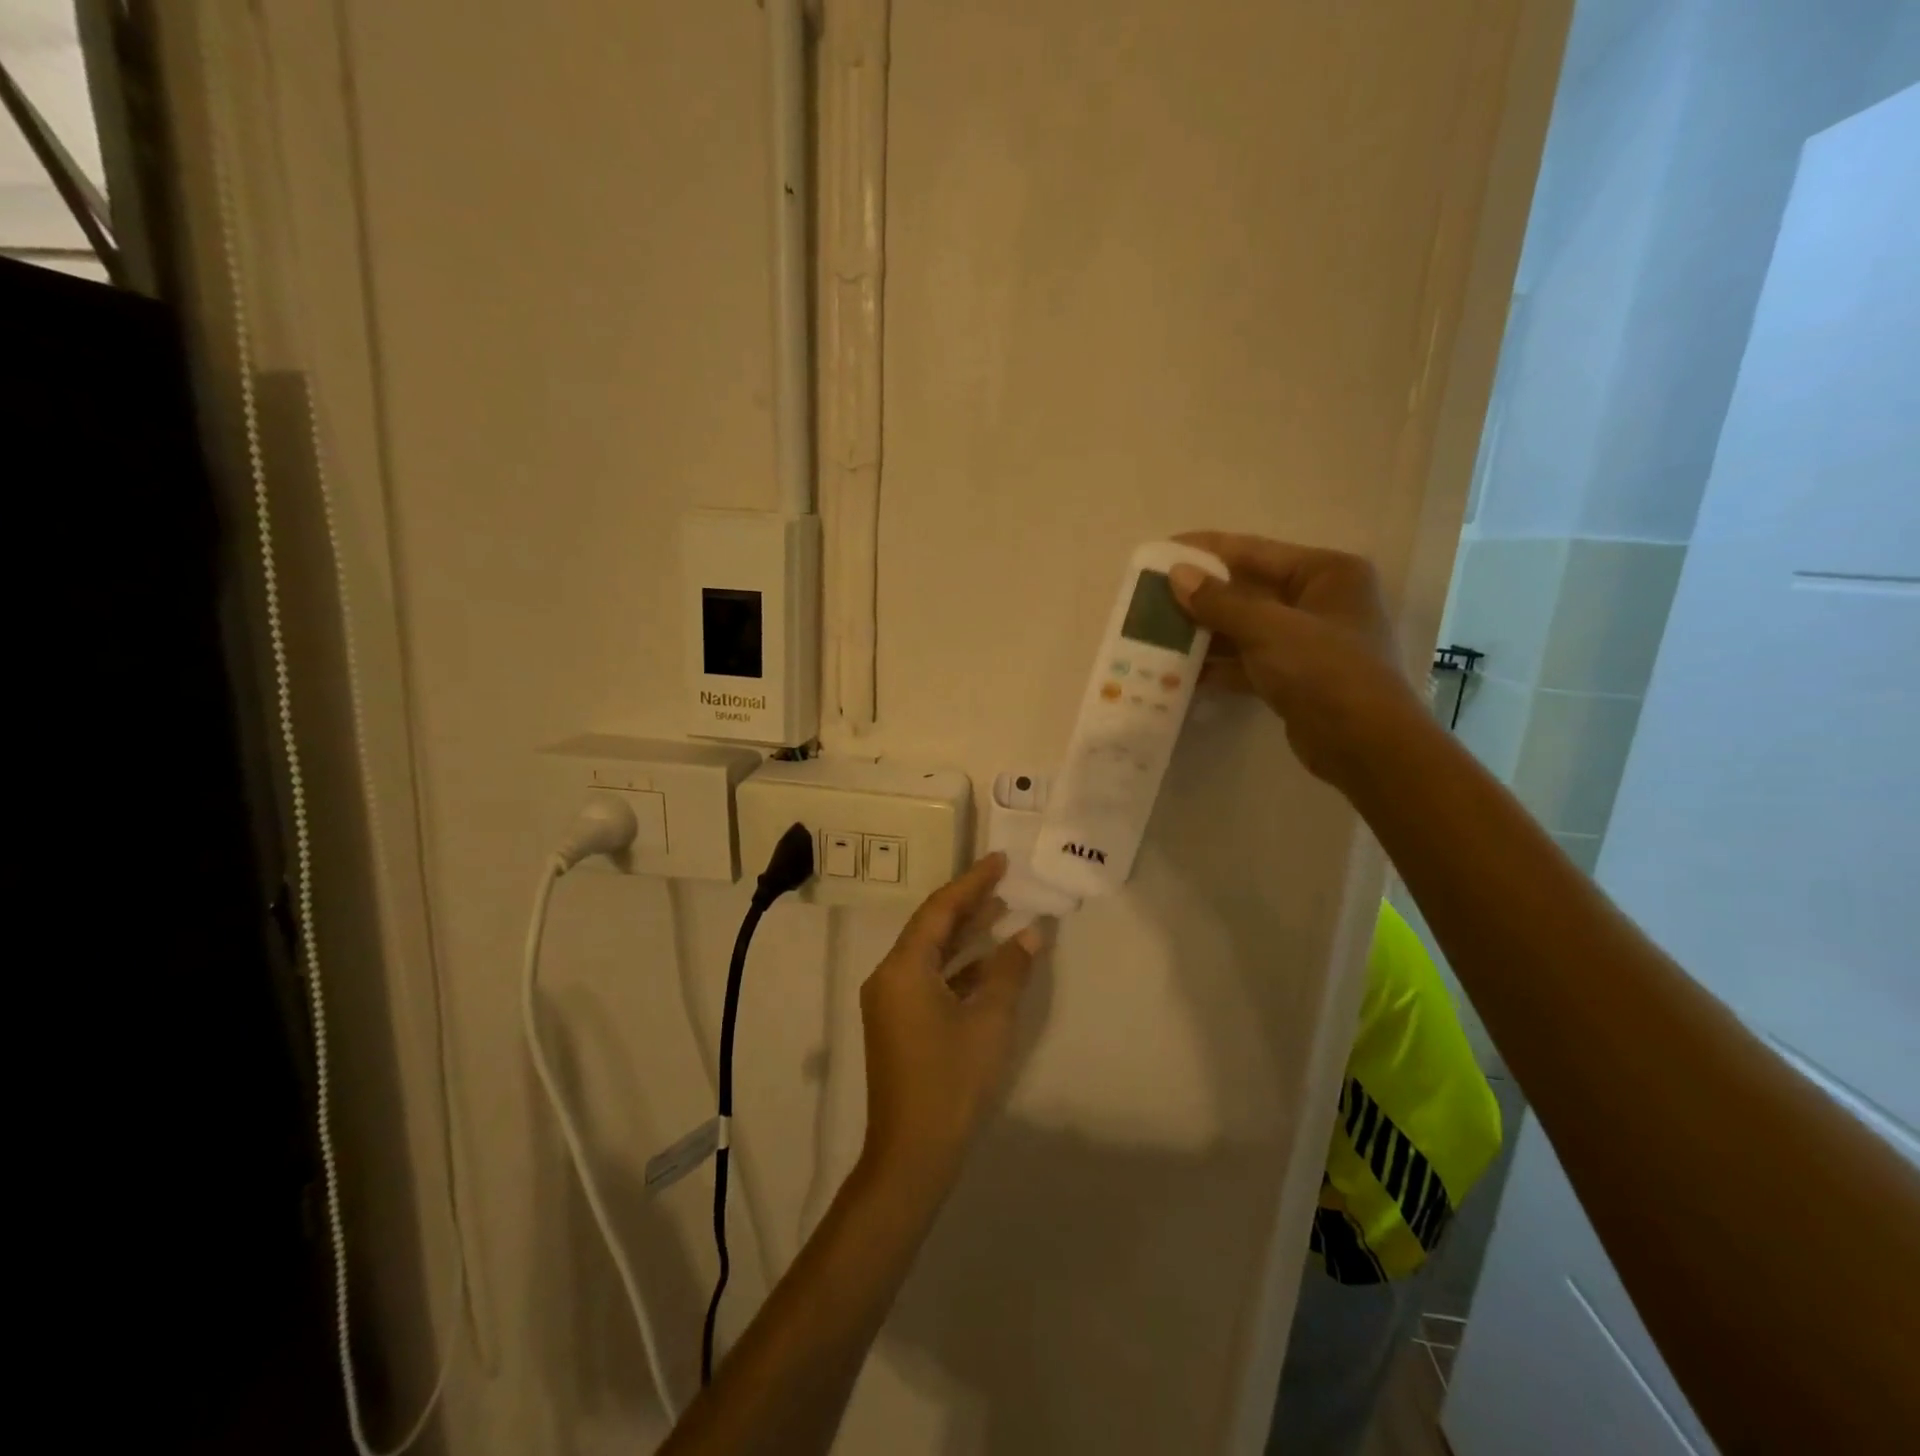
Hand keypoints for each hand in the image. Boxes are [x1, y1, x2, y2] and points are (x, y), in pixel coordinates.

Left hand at [858, 853, 1041, 1191]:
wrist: (912, 1155)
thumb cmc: (951, 1081)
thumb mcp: (988, 1021)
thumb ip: (1009, 971)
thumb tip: (1030, 933)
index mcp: (902, 968)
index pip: (940, 910)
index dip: (972, 882)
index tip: (1000, 861)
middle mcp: (889, 977)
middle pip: (931, 928)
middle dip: (967, 904)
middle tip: (1003, 881)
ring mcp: (891, 1002)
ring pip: (930, 954)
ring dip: (964, 935)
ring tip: (1000, 911)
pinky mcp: (898, 1024)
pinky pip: (929, 979)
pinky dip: (958, 968)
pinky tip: (988, 964)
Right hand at [1168, 531, 1428, 789]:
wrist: (1365, 745)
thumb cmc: (1325, 671)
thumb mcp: (1268, 629)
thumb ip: (1220, 602)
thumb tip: (1176, 574)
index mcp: (1326, 572)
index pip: (1254, 550)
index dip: (1205, 550)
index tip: (1160, 551)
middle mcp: (1319, 600)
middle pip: (1247, 590)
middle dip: (1199, 597)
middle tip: (1150, 599)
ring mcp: (1307, 641)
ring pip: (1243, 628)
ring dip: (1203, 634)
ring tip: (1154, 635)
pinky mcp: (1294, 677)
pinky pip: (1247, 661)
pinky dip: (1217, 666)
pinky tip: (1178, 673)